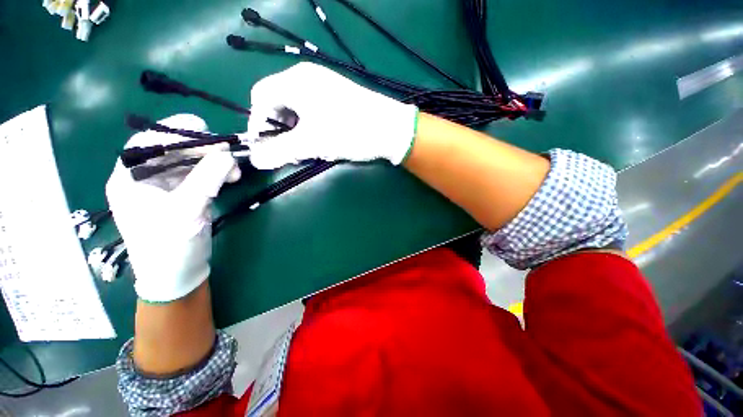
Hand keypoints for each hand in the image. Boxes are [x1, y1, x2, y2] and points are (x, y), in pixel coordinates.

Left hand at [106, 114, 240, 302]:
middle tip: (229, 154)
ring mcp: (164, 186)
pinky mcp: (182, 194)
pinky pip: (199, 174)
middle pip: (171, 150)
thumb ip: (206, 179)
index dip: (174, 131)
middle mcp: (143, 177)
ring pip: (189, 162)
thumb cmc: (170, 245)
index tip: (204, 126)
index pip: (147, 142)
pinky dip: (216, 173)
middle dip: (202, 150)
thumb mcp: (187, 211)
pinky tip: (230, 178)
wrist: (177, 274)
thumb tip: (228, 154)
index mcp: (129, 178)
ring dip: (214, 163)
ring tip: (235, 172)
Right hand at [247, 62, 418, 168]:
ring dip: (297, 130)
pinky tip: (323, 139)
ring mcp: (325, 85)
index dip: (258, 123)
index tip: (267, 146)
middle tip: (292, 150)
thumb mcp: (312, 143)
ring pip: (297, 108)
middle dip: (281, 129)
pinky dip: (312, 126)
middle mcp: (307, 77)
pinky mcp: (338, 96)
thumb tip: (256, 159)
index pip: (260, 97)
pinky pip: (313, 109)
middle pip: (278, 102)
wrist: (391, 129)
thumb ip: (280, 150)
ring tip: (310, 147)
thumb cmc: (349, 132)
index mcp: (295, 81)